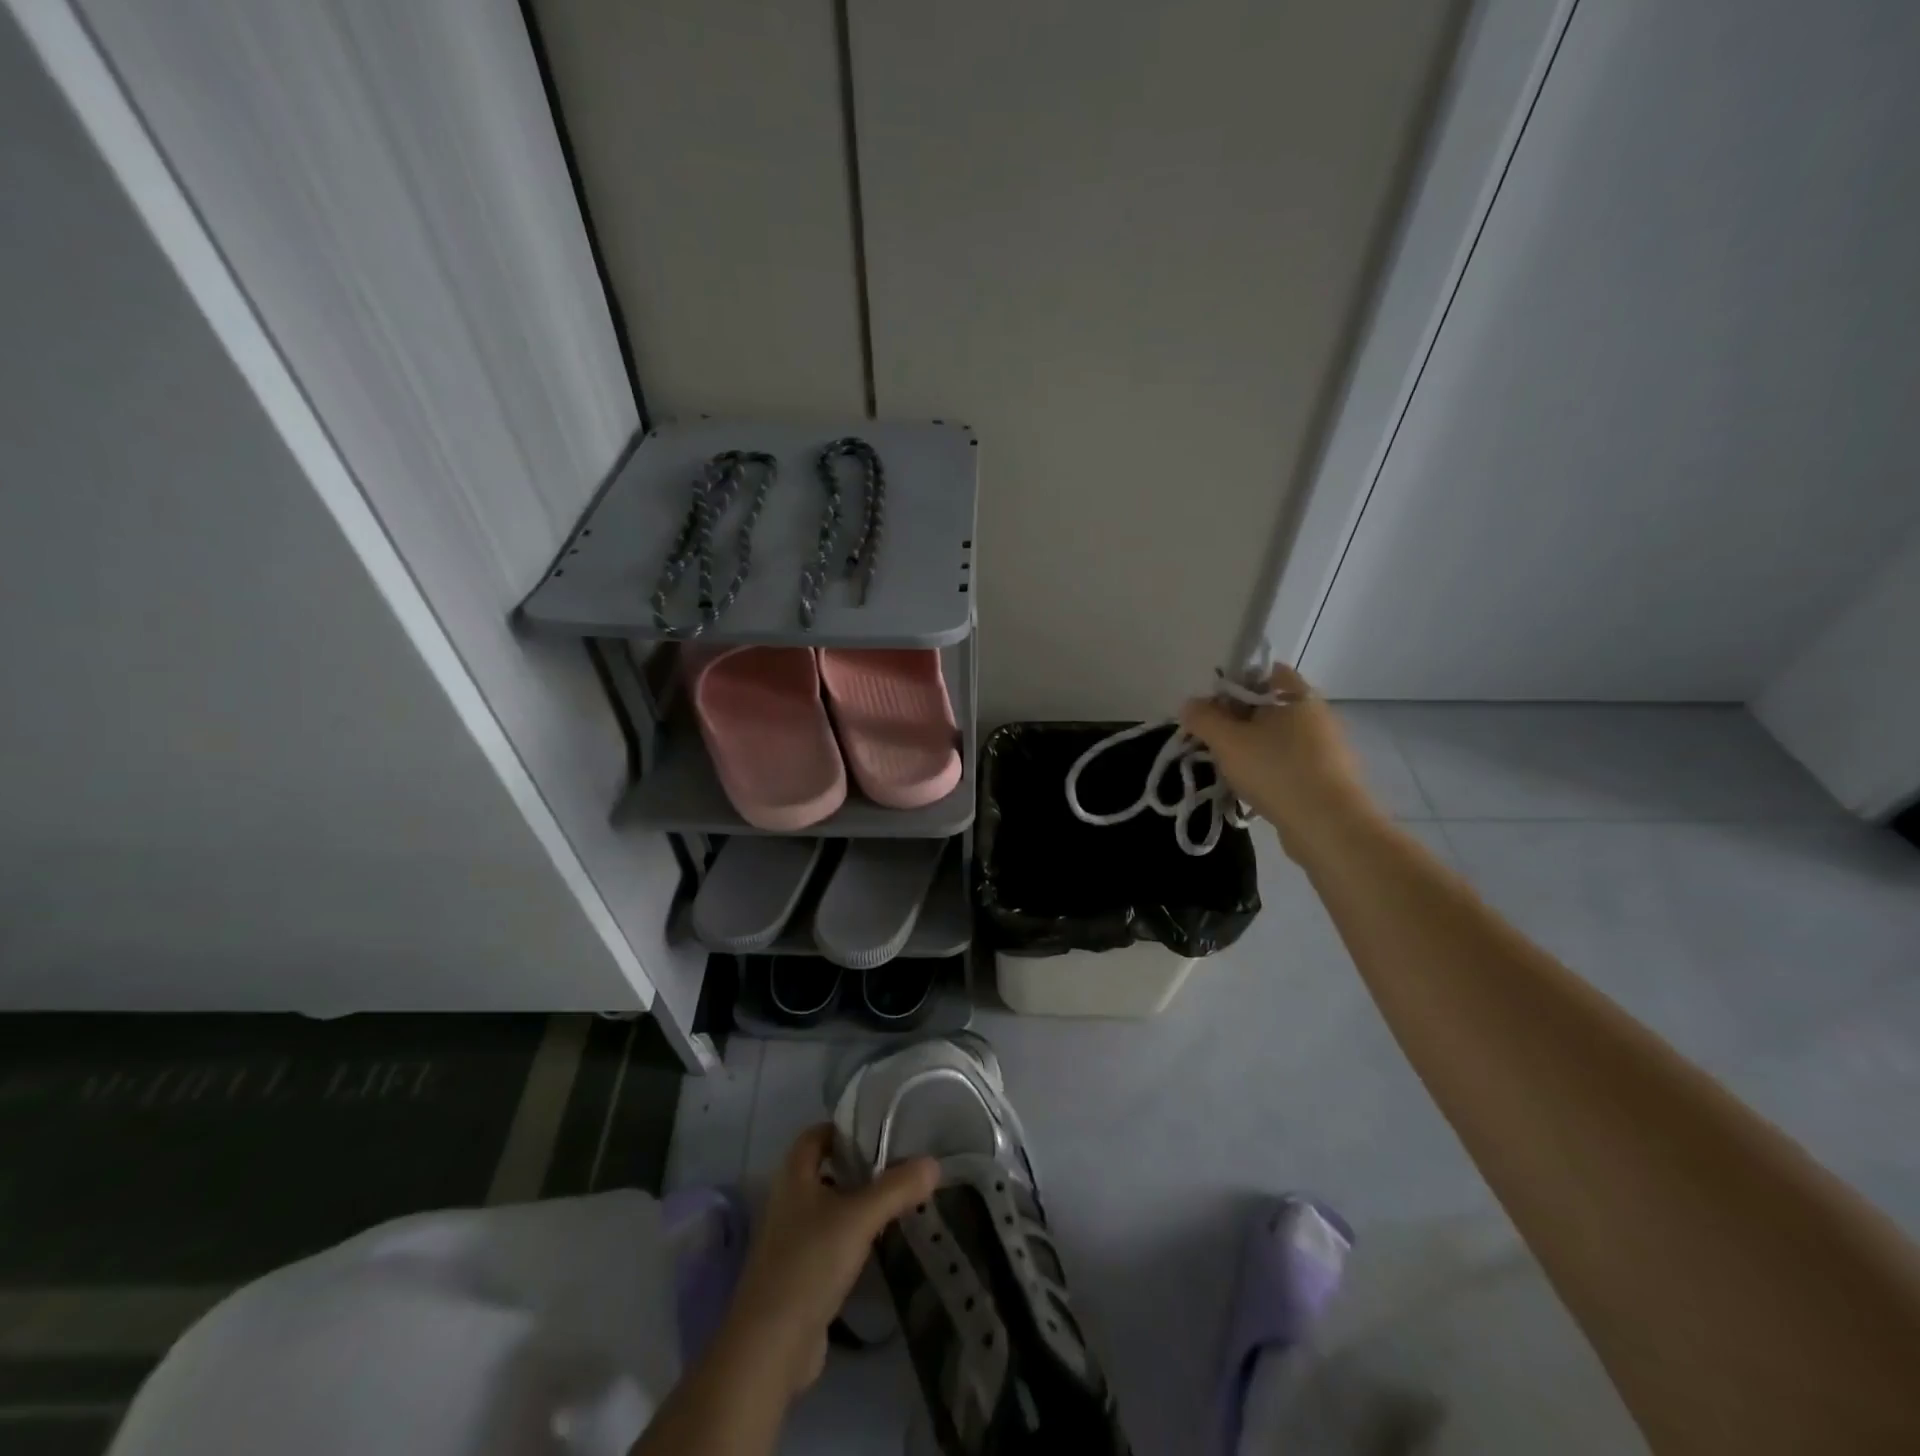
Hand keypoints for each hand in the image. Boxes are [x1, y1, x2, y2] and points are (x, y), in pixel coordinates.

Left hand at [719, 1125, 938, 1395]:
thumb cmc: (810, 1263)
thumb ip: (896, 1188)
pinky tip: (875, 1246)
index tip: (878, 1130)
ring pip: (826, 1208)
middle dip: (855, 1166)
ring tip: (893, 1201)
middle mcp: (787, 1202)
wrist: (771, 1345)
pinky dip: (849, 1238)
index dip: (842, 1128)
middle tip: (895, 1164)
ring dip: (854, 1203)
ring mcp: (789, 1241)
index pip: (815, 1135)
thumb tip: (933, 1162)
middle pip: (822, 1170)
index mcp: (793, 1177)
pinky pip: (826, 1242)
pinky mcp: (797, 1276)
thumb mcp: (860, 1218)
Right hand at [1181, 663, 1376, 858]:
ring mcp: (1327, 748)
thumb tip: (1190, 704)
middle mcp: (1318, 715)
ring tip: (1229, 771)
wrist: (1328, 826)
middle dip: (1238, 722)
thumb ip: (1203, 718)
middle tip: (1213, 742)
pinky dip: (1269, 771)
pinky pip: (1290, 764)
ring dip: (1252, 749)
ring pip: (1278, 738)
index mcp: (1298, 695)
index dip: (1235, 685)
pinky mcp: (1329, 778)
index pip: (1265, 673)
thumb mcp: (1227, 741)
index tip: (1212, 709)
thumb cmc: (1275, 770)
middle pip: (1269, 708)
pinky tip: (1253, 790)